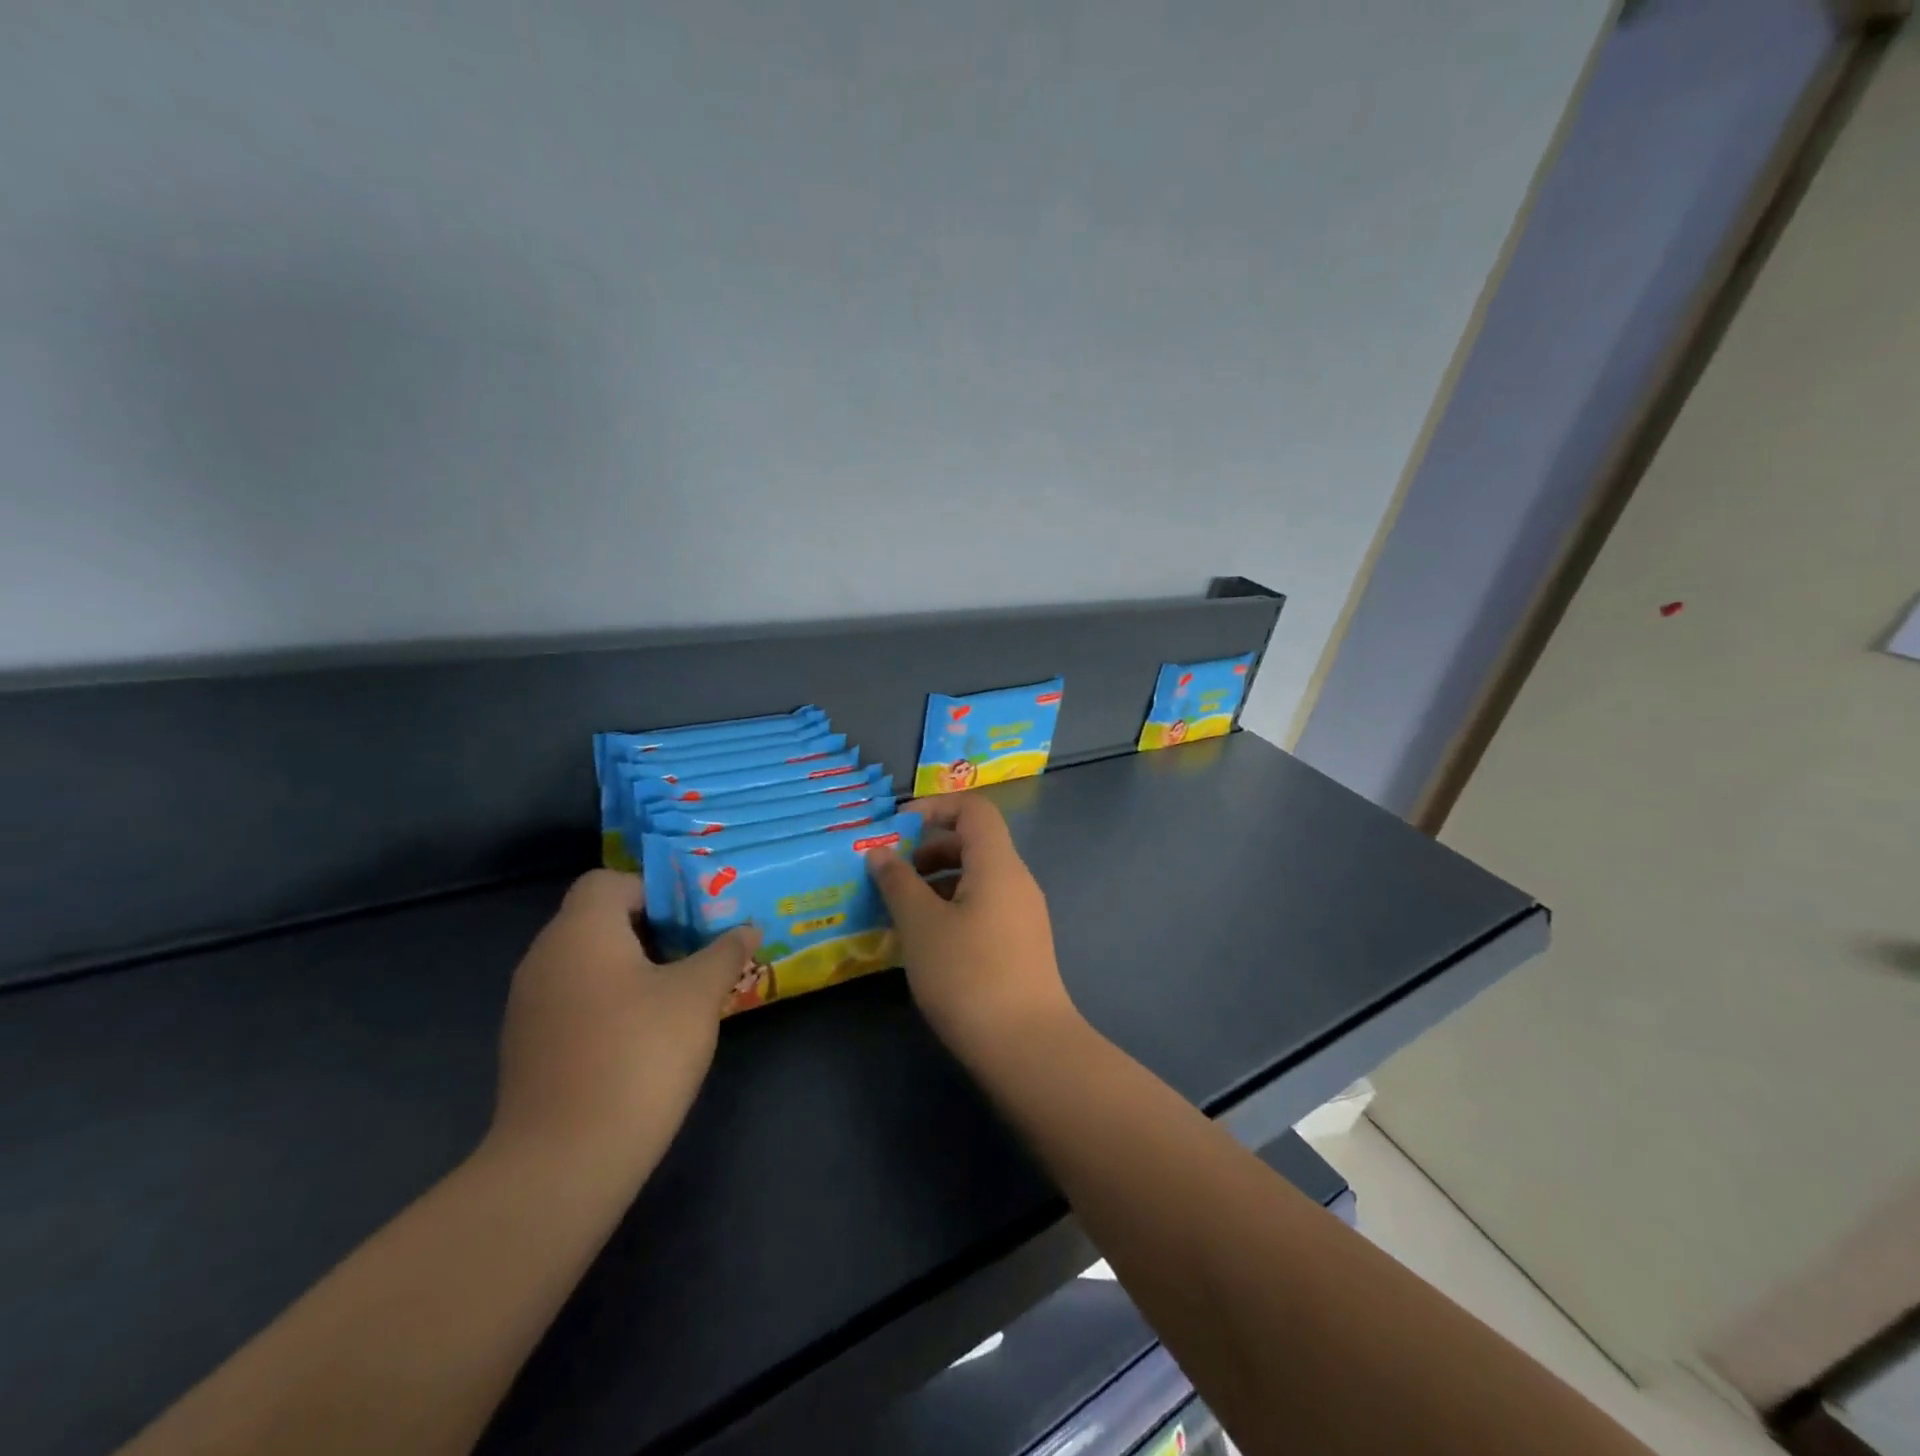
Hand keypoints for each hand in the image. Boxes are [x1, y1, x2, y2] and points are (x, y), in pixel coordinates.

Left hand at [489, 871, 760, 1187]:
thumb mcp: (698, 995)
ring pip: (586, 963)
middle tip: (698, 951)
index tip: (693, 918)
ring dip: (631, 967)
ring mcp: (529, 1005)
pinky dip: (608, 1002)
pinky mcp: (527, 1047)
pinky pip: (573, 1000)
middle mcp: (544, 957)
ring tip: (679, 993)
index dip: (654, 890)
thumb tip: (747, 929)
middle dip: (651, 930)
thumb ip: (724, 952)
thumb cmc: (639, 1054)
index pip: (609, 881)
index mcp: (581, 931)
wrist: (564, 1162)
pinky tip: (643, 1035)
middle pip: (597, 920)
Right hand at [865, 794, 1080, 1064]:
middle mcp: (1017, 880)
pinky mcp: (1021, 944)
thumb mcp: (921, 925)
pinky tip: (927, 940)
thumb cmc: (968, 975)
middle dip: (929, 849)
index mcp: (998, 864)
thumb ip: (898, 882)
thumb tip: (879, 853)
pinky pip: (984, 905)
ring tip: (901, 909)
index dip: (935, 807)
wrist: (1027, 1047)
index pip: (974, 809)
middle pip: (975, 842)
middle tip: (892, 874)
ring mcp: (1023, 914)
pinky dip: (953, 907)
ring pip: (977, 877)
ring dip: (938, 881)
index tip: (896, 828)